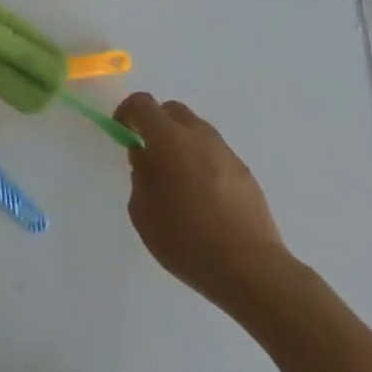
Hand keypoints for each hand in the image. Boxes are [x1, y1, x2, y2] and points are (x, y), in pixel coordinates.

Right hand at [116, 93, 299, 320]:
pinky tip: (202, 197)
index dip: (127, 112)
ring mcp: (226, 152)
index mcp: (168, 138)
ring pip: (196, 131)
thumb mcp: (143, 211)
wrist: (249, 268)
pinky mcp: (245, 173)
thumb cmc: (185, 239)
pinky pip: (215, 154)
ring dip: (181, 143)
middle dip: (156, 123)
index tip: (122, 132)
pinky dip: (202, 162)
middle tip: (148, 153)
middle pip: (172, 110)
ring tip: (177, 180)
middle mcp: (199, 136)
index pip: (142, 104)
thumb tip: (147, 158)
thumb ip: (140, 176)